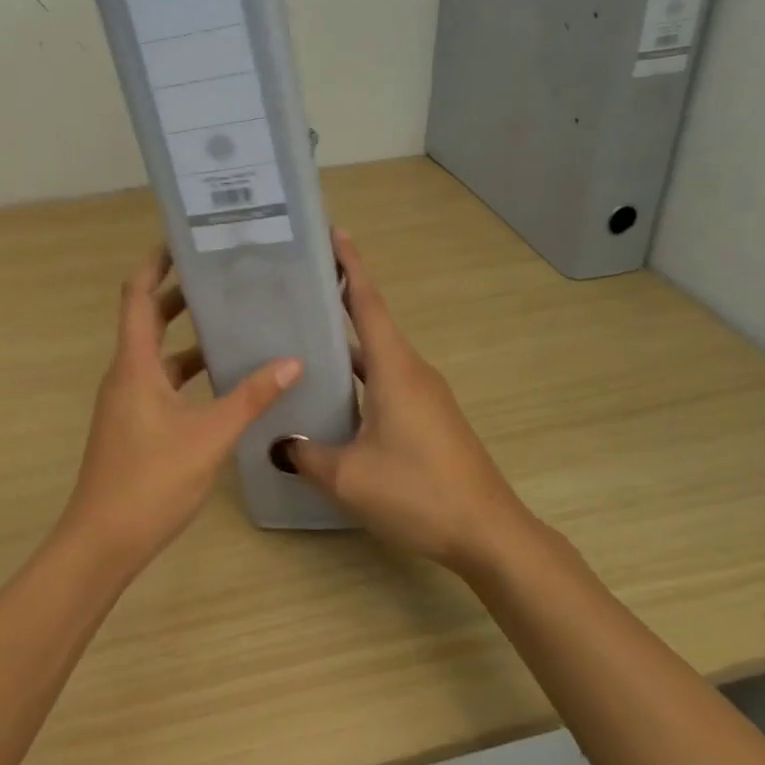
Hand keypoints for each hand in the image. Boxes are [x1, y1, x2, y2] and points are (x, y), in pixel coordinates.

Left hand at [61, 245, 301, 571]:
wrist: (102, 542)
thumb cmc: (150, 481)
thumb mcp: (209, 437)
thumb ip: (250, 398)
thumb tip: (291, 362)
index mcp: (134, 365)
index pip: (138, 295)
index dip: (155, 263)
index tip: (183, 241)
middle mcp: (126, 374)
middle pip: (148, 319)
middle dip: (179, 294)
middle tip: (221, 276)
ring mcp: (127, 401)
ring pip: (157, 354)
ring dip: (187, 336)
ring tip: (231, 321)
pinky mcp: (134, 424)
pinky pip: (161, 382)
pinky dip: (187, 371)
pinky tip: (222, 380)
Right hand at [282, 230, 534, 573]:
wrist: (488, 533)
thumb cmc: (418, 492)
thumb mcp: (349, 477)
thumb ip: (306, 456)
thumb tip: (276, 444)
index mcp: (395, 369)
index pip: (368, 303)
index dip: (351, 265)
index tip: (333, 232)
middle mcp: (411, 371)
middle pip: (372, 322)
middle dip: (339, 298)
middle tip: (296, 285)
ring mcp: (424, 394)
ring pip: (378, 355)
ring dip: (346, 341)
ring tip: (303, 336)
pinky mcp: (429, 416)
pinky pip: (386, 380)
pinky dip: (359, 374)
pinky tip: (333, 395)